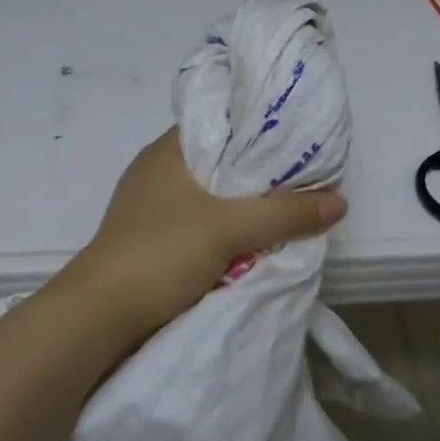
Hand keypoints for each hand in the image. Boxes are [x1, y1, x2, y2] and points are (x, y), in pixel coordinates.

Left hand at [62, 128, 346, 338]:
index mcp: (167, 151)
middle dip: (260, 176)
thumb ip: (285, 213)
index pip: (221, 123)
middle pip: (221, 163)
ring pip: (211, 199)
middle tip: (302, 182)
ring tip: (286, 213)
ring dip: (243, 210)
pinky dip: (226, 233)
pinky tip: (252, 244)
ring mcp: (151, 210)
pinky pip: (200, 228)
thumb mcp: (229, 228)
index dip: (260, 130)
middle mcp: (157, 173)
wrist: (100, 317)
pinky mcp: (152, 242)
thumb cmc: (160, 254)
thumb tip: (339, 202)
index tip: (298, 143)